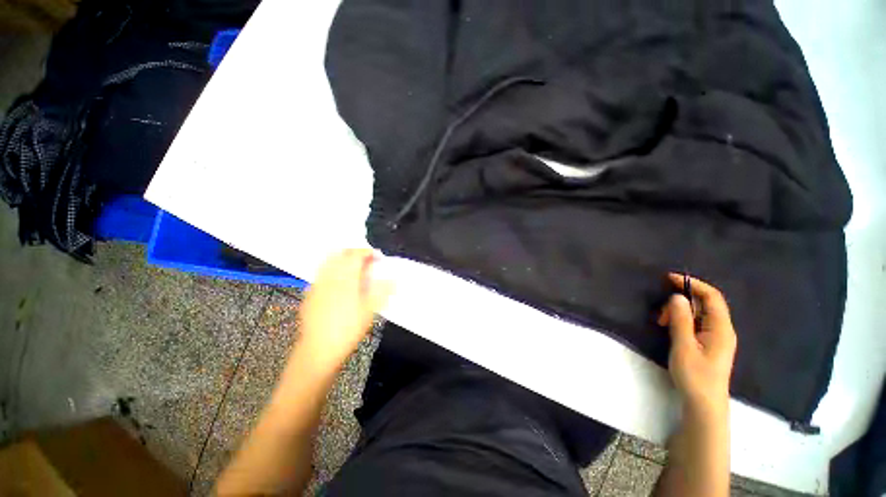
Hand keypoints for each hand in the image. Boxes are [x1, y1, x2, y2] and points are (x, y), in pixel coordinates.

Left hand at [297, 249, 392, 370]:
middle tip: (366, 262)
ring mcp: (317, 284)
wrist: (319, 350)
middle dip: (355, 253)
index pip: (356, 255)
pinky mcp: (310, 294)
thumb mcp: (370, 310)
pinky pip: (321, 273)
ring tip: (353, 269)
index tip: (378, 257)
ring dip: (342, 260)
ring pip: (328, 261)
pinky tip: (338, 283)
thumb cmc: (348, 330)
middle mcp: (329, 277)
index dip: (368, 252)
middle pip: (341, 253)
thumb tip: (394, 278)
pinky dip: (332, 271)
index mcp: (346, 279)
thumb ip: (382, 290)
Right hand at [658, 273, 736, 413]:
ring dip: (679, 313)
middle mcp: (722, 330)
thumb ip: (681, 320)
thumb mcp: (684, 346)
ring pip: (699, 314)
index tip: (670, 278)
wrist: (704, 404)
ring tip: (663, 324)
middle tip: (661, 315)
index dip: (693, 284)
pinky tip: (671, 329)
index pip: (712, 297)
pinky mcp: (709, 344)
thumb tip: (677, 296)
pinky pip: (696, 323)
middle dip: (681, 302)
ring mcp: (717, 338)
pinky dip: (682, 321)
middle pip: (704, 304)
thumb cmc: (695, 375)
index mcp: (721, 328)